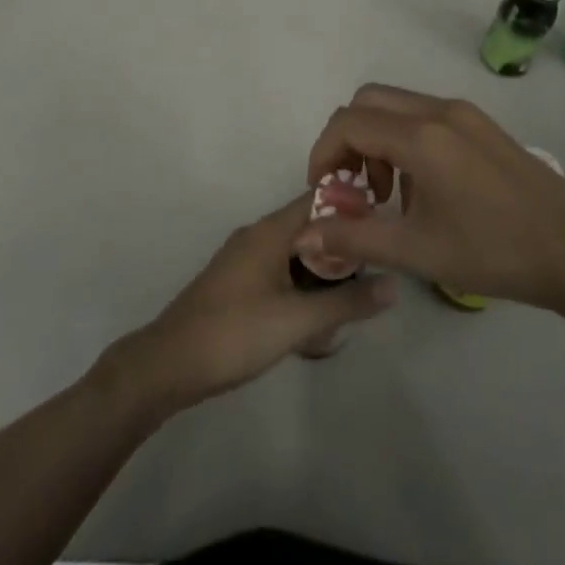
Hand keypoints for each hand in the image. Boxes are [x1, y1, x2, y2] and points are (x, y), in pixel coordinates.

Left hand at [101, 194, 396, 413]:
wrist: (170, 363)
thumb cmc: (235, 333)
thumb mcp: (298, 321)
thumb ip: (347, 303)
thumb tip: (394, 284)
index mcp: (270, 231)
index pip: (320, 200)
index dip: (353, 208)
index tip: (384, 227)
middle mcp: (258, 235)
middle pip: (310, 229)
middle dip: (341, 252)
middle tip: (372, 278)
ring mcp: (244, 260)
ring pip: (295, 255)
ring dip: (322, 277)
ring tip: (348, 307)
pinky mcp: (237, 284)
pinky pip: (280, 274)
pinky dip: (301, 290)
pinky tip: (314, 326)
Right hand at [300, 83, 564, 312]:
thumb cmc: (493, 252)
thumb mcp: (417, 251)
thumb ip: (355, 237)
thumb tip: (304, 236)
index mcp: (421, 137)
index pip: (348, 123)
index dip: (324, 152)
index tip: (324, 190)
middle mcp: (439, 111)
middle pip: (368, 102)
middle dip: (348, 140)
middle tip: (355, 187)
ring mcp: (464, 113)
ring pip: (397, 105)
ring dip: (377, 139)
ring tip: (392, 195)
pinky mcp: (482, 124)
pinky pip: (426, 115)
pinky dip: (405, 138)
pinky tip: (425, 188)